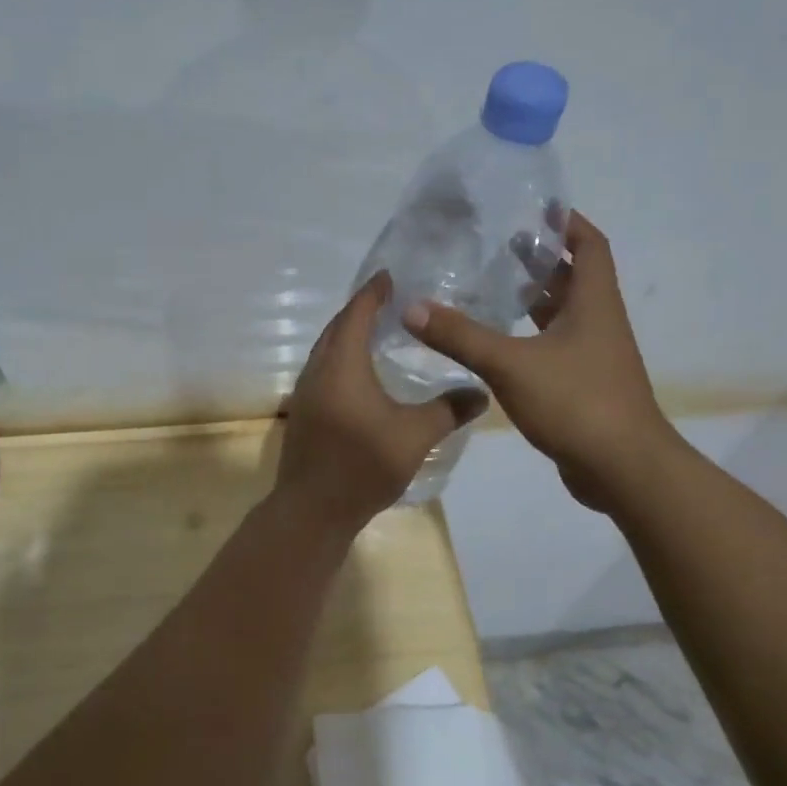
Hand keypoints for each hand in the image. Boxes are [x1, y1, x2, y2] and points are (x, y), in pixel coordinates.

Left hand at [275, 271, 488, 533]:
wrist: (312, 509)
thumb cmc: (362, 465)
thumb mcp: (414, 436)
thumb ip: (448, 410)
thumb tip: (481, 392)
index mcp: (342, 366)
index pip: (355, 315)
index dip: (372, 293)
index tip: (388, 276)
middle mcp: (318, 371)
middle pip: (336, 328)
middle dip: (359, 310)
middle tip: (387, 301)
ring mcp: (306, 394)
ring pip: (327, 351)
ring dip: (347, 335)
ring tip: (376, 331)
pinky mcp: (305, 414)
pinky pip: (323, 371)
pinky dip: (342, 359)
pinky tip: (361, 374)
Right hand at [402, 212, 678, 512]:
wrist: (622, 469)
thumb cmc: (576, 403)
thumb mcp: (511, 365)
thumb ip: (461, 336)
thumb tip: (412, 308)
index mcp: (593, 304)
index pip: (589, 246)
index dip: (567, 223)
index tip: (534, 208)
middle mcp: (597, 323)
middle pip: (573, 278)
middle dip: (539, 258)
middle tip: (496, 244)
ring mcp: (592, 356)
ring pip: (561, 314)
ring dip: (532, 298)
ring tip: (490, 285)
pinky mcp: (581, 384)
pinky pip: (553, 345)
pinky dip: (528, 335)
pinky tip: (495, 342)